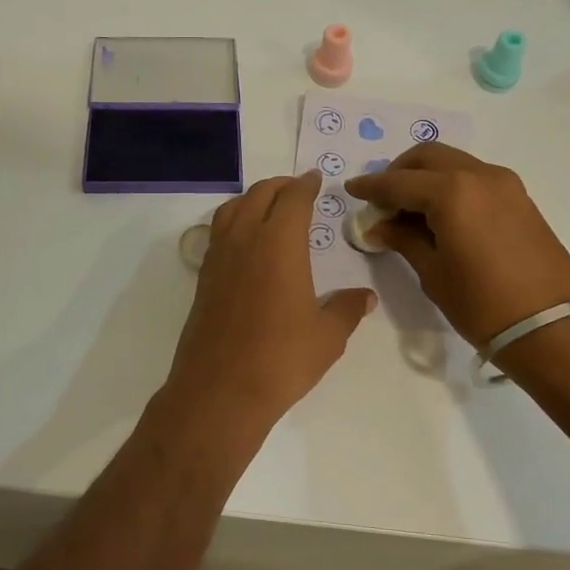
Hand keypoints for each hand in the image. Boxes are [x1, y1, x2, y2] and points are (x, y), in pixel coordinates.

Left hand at [161, 172, 375, 435]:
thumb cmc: (281, 359)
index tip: (316, 179)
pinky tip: (245, 242)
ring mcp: (218, 258)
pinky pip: (219, 233)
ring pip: (233, 209)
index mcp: (279, 243)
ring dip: (253, 199)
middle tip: (298, 189)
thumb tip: (366, 297)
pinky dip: (234, 221)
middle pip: (260, 195)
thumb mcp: (327, 336)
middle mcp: (245, 240)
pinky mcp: (203, 278)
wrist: (220, 390)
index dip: (306, 184)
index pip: (294, 198)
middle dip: (281, 186)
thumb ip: (347, 310)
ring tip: (270, 207)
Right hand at [344, 143, 569, 348]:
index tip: (352, 189)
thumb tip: (379, 225)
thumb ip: (403, 240)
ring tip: (409, 210)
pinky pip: (473, 177)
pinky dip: (450, 185)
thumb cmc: (482, 304)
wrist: (552, 327)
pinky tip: (440, 215)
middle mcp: (478, 175)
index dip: (371, 187)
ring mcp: (504, 183)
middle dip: (399, 172)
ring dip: (426, 176)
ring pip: (453, 163)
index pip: (398, 182)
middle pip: (427, 157)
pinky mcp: (519, 198)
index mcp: (452, 192)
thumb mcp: (433, 273)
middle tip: (382, 201)